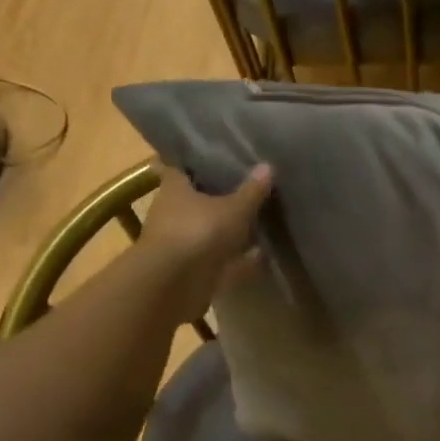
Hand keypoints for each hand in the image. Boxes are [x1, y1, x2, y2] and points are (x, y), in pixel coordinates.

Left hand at [138, 161, 272, 316]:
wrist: (174, 284)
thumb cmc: (200, 231)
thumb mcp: (234, 208)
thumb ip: (252, 190)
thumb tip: (268, 166)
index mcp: (174, 188)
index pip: (181, 167)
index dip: (198, 161)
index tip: (218, 156)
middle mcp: (172, 212)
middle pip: (196, 199)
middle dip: (218, 197)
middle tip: (247, 188)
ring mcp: (179, 243)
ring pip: (206, 230)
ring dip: (227, 230)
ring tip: (258, 221)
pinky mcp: (189, 269)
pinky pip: (218, 258)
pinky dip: (236, 258)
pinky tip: (260, 255)